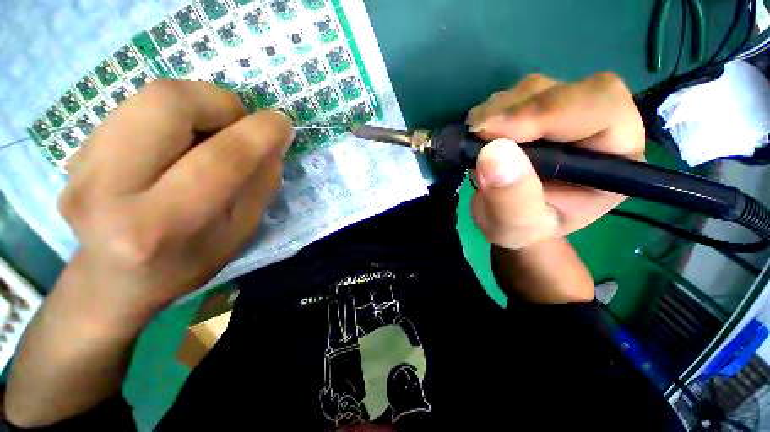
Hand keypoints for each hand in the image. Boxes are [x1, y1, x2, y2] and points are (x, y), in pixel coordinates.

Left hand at [59, 80, 292, 319]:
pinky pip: (137, 107)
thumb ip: (261, 184)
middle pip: (168, 103)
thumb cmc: (190, 261)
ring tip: (211, 135)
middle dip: (220, 104)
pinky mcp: (77, 151)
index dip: (259, 134)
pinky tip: (180, 144)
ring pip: (151, 96)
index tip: (282, 125)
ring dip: (199, 106)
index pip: (219, 160)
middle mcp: (107, 190)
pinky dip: (174, 115)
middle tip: (239, 126)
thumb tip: (273, 140)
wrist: (116, 280)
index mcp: (161, 226)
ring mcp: (82, 165)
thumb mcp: (241, 231)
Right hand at [466, 72, 644, 249]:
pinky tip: (478, 137)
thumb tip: (493, 152)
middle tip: (477, 135)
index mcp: (615, 157)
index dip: (548, 112)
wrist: (512, 221)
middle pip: (564, 90)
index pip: (601, 107)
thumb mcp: (516, 228)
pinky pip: (511, 98)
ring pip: (533, 89)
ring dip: (496, 112)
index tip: (494, 133)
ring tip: (475, 143)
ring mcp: (562, 114)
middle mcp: (595, 126)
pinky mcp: (534, 112)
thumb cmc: (523, 229)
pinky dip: (488, 113)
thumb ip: (511, 199)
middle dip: (514, 111)